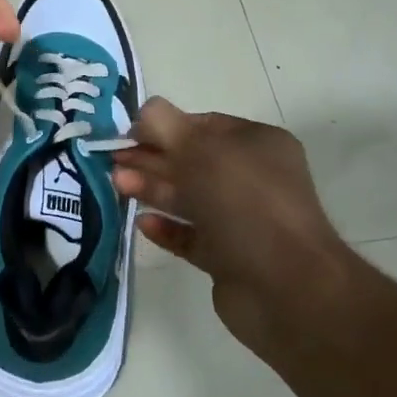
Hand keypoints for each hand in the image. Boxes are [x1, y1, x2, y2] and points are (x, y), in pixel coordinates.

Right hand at [110, 100, 360, 353]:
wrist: (285, 286)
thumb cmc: (244, 203)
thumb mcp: (200, 150)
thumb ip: (165, 124)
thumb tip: (144, 109)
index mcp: (257, 144)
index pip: (203, 125)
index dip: (164, 126)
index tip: (127, 134)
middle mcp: (252, 178)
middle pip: (192, 161)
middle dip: (151, 158)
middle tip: (112, 160)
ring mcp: (242, 220)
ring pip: (189, 198)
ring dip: (153, 189)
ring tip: (117, 185)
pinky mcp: (229, 258)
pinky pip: (191, 236)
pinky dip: (167, 228)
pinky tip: (142, 223)